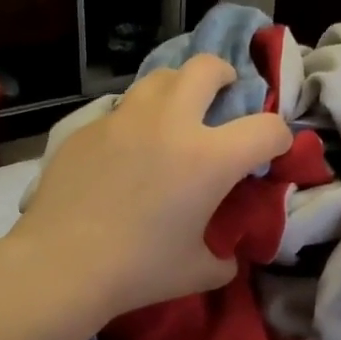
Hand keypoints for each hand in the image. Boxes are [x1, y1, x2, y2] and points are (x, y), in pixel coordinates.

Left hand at [14, 55, 291, 318]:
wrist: (61, 265)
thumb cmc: (138, 269)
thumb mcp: (197, 272)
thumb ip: (223, 258)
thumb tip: (226, 256)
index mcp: (209, 158)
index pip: (267, 128)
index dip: (280, 139)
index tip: (272, 152)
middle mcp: (170, 123)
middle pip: (207, 67)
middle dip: (225, 76)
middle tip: (223, 97)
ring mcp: (123, 119)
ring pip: (159, 77)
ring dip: (178, 88)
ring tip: (175, 114)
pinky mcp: (87, 128)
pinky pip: (120, 110)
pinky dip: (136, 120)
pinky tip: (126, 151)